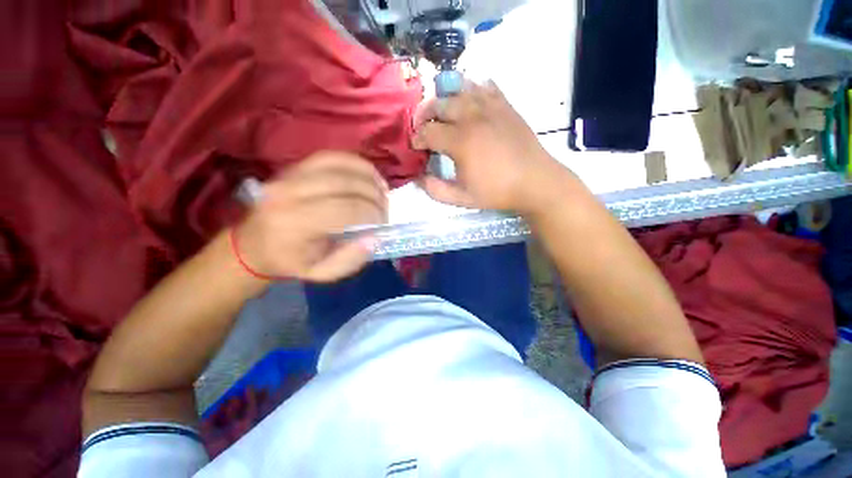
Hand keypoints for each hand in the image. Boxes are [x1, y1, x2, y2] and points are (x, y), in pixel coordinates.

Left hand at [233, 151, 387, 281]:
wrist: (253, 245)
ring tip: (382, 191)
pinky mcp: (294, 167)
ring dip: (369, 176)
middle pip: (346, 183)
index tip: (382, 223)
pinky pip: (331, 156)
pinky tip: (369, 175)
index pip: (347, 209)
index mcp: (295, 224)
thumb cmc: (290, 262)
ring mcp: (290, 175)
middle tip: (385, 209)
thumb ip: (350, 260)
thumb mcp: (321, 273)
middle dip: (375, 196)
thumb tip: (374, 237)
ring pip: (340, 164)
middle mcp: (290, 193)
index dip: (373, 213)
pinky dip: (356, 163)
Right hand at [412, 80, 570, 213]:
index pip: (428, 132)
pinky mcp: (505, 105)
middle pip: (440, 104)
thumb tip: (419, 178)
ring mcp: (491, 107)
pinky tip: (469, 101)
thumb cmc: (497, 192)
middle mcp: (472, 117)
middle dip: (424, 113)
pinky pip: (485, 87)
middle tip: (423, 125)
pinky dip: (472, 90)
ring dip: (445, 99)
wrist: (535, 181)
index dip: (417, 138)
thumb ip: (436, 190)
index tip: (416, 146)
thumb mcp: (462, 198)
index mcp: (460, 141)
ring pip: (460, 89)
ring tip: (441, 111)